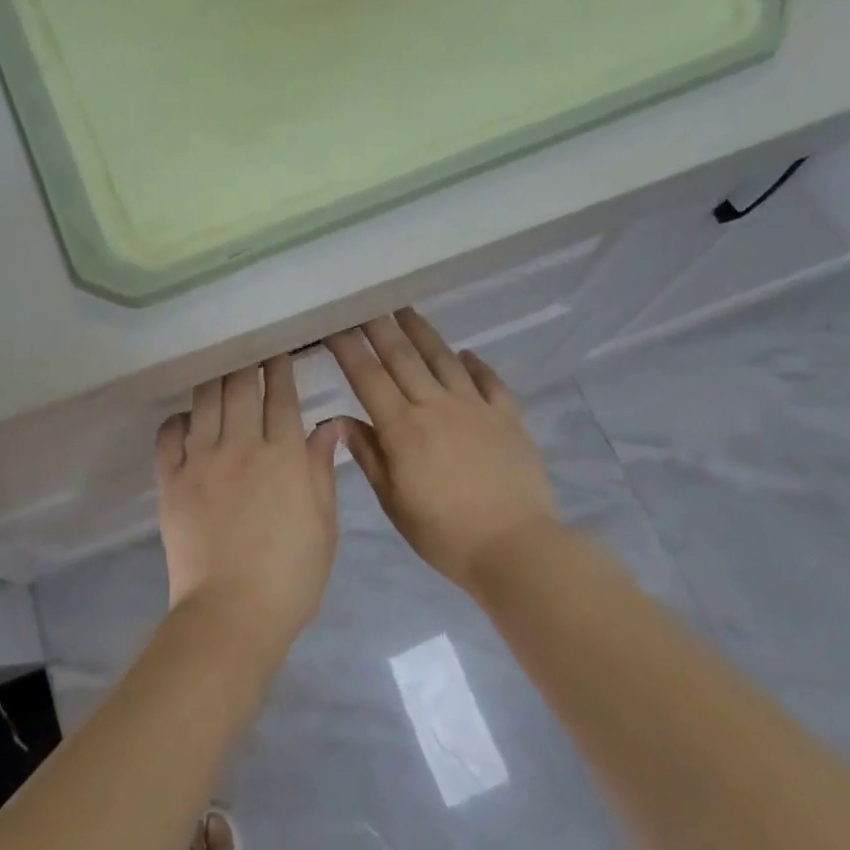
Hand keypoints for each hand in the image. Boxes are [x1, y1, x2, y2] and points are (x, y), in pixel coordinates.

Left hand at [156, 356, 342, 655]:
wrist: (231, 614)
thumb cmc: (291, 575)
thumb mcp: (323, 524)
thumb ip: (321, 470)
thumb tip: (327, 426)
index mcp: (283, 455)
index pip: (281, 396)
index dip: (280, 368)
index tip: (279, 350)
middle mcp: (240, 446)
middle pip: (240, 388)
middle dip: (246, 361)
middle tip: (248, 347)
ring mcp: (201, 461)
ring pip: (205, 402)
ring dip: (214, 379)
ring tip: (218, 366)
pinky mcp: (171, 481)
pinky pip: (168, 435)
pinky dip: (178, 419)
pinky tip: (187, 416)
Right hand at [328, 310, 557, 589]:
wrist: (515, 547)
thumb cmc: (445, 533)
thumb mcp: (394, 502)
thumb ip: (369, 456)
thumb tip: (341, 420)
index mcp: (404, 428)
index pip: (368, 377)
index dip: (348, 349)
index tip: (333, 325)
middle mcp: (437, 406)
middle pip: (403, 357)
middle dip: (380, 327)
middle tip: (365, 302)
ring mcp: (476, 408)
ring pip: (444, 359)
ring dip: (423, 332)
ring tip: (406, 310)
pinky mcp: (507, 417)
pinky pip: (489, 381)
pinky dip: (476, 364)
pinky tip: (466, 353)